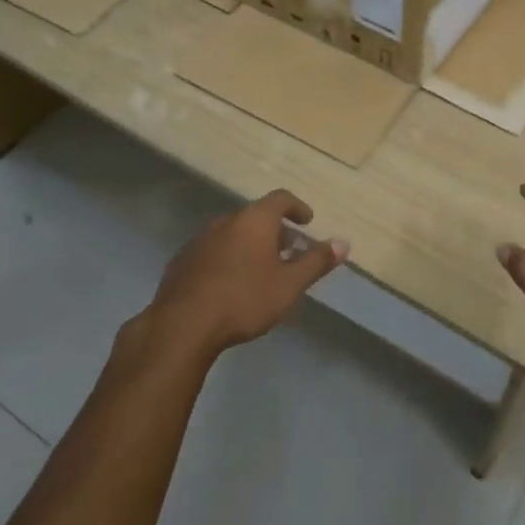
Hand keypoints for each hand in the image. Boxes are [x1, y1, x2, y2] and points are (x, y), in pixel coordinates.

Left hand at [145, 190, 347, 358]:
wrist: (182, 325)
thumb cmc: (244, 300)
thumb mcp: (289, 285)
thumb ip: (316, 262)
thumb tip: (342, 243)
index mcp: (254, 220)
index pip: (280, 198)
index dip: (297, 207)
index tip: (307, 221)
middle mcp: (226, 221)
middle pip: (256, 216)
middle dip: (275, 230)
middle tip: (288, 251)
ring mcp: (200, 239)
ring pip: (233, 233)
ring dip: (250, 244)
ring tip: (261, 269)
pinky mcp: (182, 260)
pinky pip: (213, 250)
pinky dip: (228, 258)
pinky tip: (231, 284)